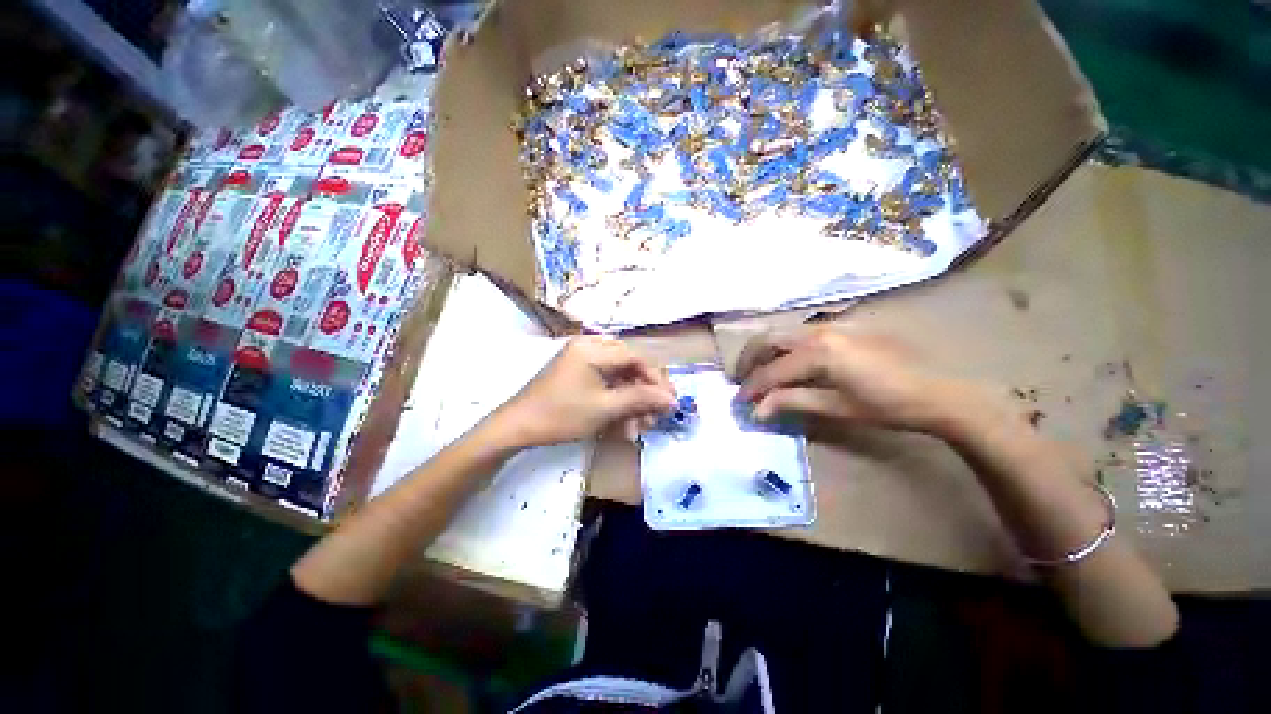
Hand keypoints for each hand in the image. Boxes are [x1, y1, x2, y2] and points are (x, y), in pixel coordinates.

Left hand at [491, 336, 675, 447]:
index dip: (655, 380)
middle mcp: (589, 347)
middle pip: (629, 366)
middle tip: (655, 417)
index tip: (669, 401)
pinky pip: (605, 383)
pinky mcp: (577, 372)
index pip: (636, 358)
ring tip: (639, 427)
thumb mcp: (605, 408)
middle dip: (643, 394)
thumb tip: (671, 399)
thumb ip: (640, 399)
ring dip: (631, 402)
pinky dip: (616, 402)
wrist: (518, 427)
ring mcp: (582, 359)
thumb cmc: (562, 415)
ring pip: (618, 377)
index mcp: (594, 349)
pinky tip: (623, 425)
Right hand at [736, 328, 981, 433]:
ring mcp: (833, 323)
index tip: (739, 401)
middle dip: (749, 359)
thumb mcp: (837, 407)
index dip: (752, 388)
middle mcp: (819, 329)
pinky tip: (789, 361)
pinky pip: (802, 332)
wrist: (942, 390)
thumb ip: (793, 402)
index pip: (772, 370)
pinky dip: (786, 346)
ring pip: (784, 332)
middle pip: (769, 338)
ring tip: (760, 371)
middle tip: (742, 380)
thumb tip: (757, 410)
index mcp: (819, 350)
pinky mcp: (844, 325)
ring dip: (766, 350)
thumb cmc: (889, 405)